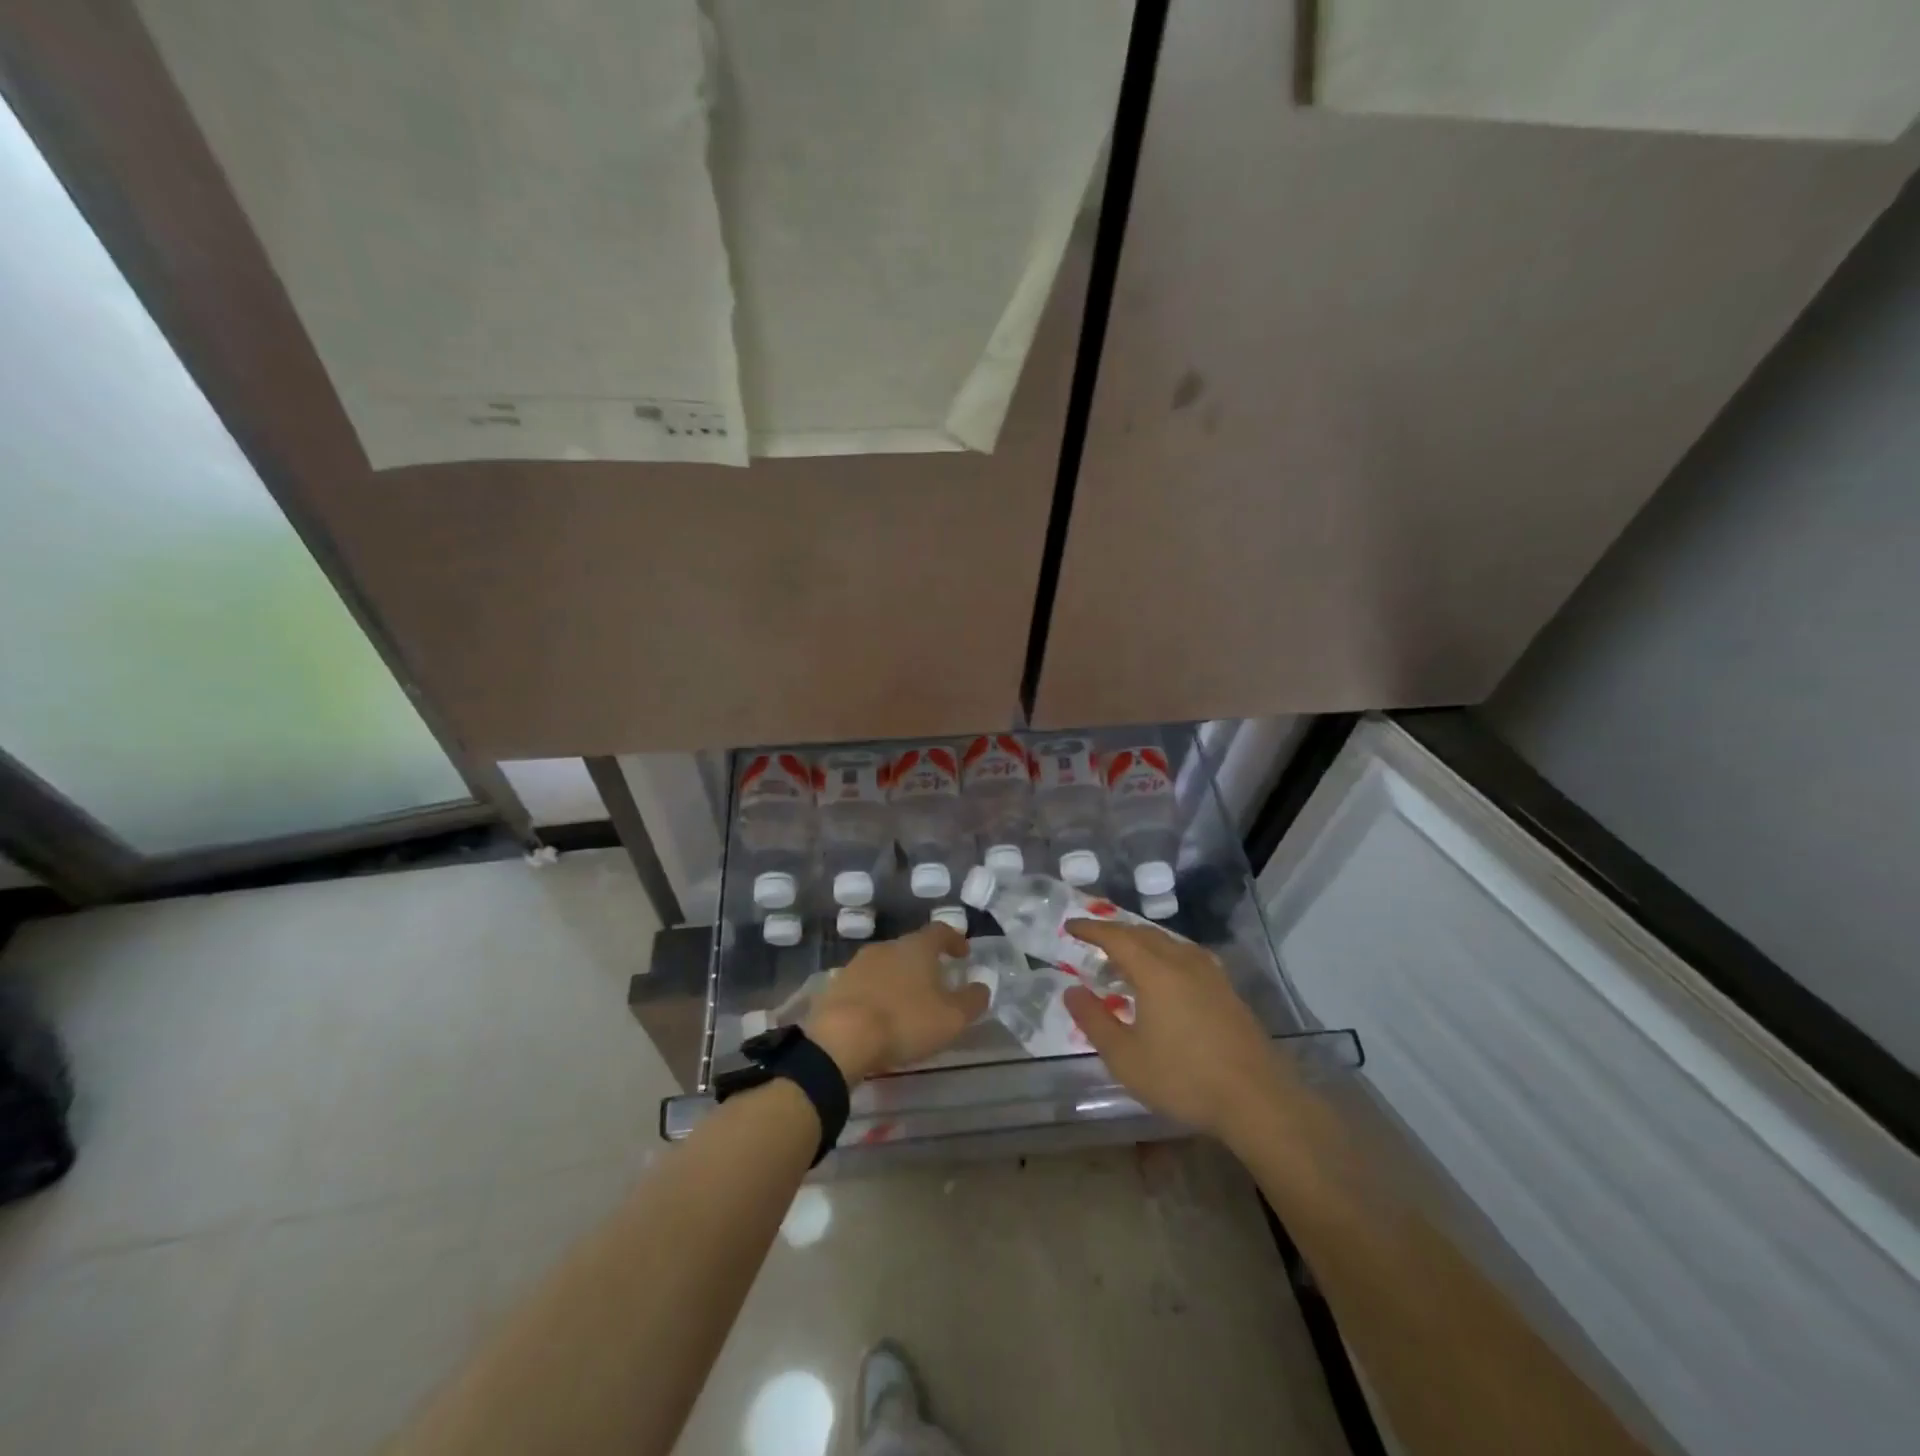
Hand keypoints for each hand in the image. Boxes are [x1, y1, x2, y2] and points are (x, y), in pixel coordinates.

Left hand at [804, 923, 987, 1085]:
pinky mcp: (837, 985)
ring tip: (908, 1001)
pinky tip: (880, 1014)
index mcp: (916, 947)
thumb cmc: (904, 1021)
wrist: (841, 1037)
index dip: (954, 940)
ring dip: (900, 978)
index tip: (964, 953)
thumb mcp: (951, 1018)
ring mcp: (858, 964)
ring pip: (887, 965)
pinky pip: (865, 984)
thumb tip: (982, 986)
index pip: (941, 931)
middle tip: (937, 982)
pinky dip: (877, 994)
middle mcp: (887, 946)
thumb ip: (972, 1000)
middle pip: (911, 947)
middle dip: (926, 962)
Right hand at [1062, 920, 1281, 1143]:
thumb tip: (1071, 991)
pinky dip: (1164, 954)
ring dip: (1141, 942)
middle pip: (1143, 933)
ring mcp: (1210, 973)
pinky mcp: (1226, 989)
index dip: (1091, 929)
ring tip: (1125, 956)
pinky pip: (1186, 956)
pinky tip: (1166, 974)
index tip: (1070, 925)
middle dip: (1115, 932)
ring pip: (1168, 942)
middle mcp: (1182, 961)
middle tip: (1093, 939)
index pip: (1116, 937)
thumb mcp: (1125, 1057)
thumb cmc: (1183, 1078)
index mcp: (1155, 971)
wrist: (1257, 1099)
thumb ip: (1093, 1020)